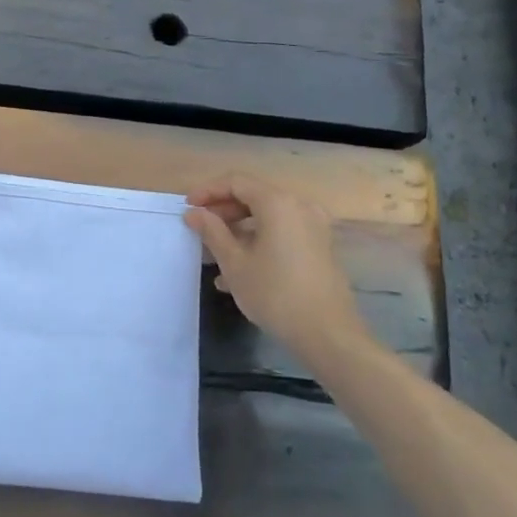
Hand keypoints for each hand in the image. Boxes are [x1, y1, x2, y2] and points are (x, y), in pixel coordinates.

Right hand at [183, 173, 362, 359]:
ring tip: (215, 256)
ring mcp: (314, 227)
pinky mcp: (320, 247)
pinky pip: (283, 234)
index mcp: (278, 203)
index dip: (208, 191)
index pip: (236, 182)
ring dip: (239, 230)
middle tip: (200, 230)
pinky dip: (260, 242)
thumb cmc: (275, 294)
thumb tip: (194, 212)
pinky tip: (240, 272)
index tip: (188, 207)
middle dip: (223, 212)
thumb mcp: (235, 263)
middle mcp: (299, 206)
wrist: (328, 334)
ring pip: (268, 218)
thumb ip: (212, 231)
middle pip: (254, 197)